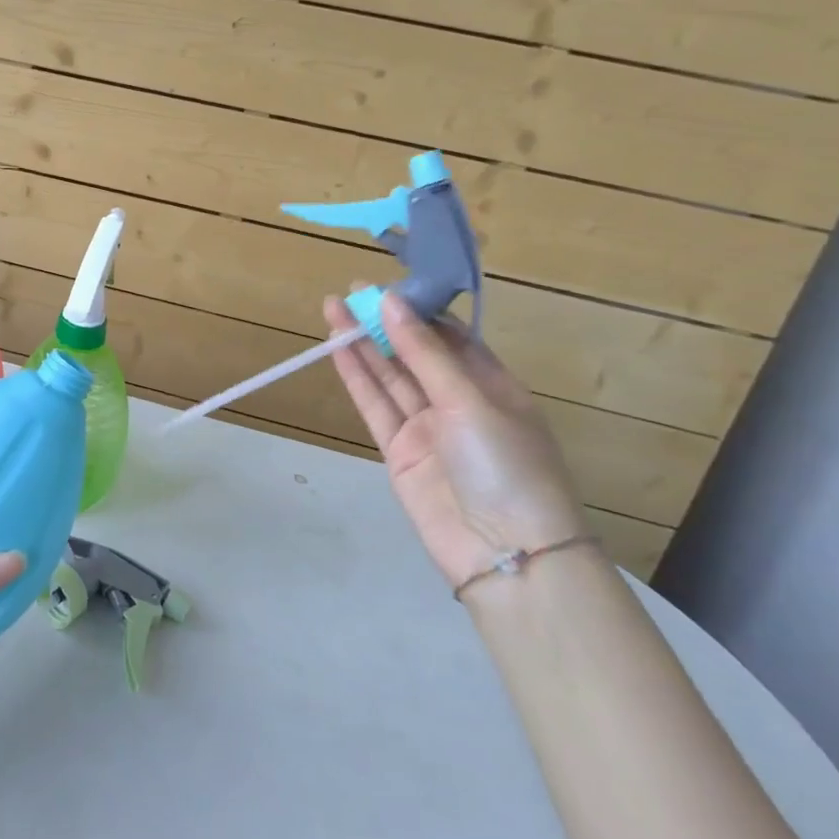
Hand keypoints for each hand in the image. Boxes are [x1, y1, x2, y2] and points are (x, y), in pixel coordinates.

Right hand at [324, 288, 585, 590]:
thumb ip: (424, 353)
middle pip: (415, 355)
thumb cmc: (505, 465)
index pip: (451, 338)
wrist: (504, 553)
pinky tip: (337, 350)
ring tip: (333, 309)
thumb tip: (390, 300)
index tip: (387, 286)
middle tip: (350, 292)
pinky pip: (375, 406)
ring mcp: (427, 428)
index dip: (418, 311)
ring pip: (389, 377)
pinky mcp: (399, 451)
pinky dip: (357, 378)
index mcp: (494, 386)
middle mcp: (459, 403)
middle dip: (384, 324)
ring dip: (362, 345)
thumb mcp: (469, 401)